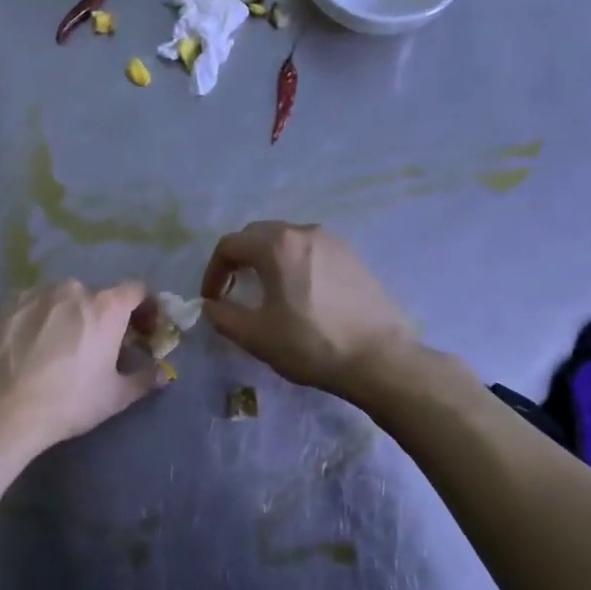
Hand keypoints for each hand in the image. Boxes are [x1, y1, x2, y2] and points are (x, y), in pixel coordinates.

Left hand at [0, 280, 164, 454]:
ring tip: (63, 345)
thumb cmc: (69, 402)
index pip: (137, 290)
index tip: (144, 329)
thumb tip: (164, 373)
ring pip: (65, 299)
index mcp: (106, 307)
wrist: (4, 410)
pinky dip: (43, 316)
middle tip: (101, 344)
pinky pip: (37, 303)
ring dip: (72, 314)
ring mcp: (38, 292)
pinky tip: (35, 343)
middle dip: (106, 316)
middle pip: (99, 296)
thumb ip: (145, 378)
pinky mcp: (10, 301)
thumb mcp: (115, 396)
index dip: (146, 307)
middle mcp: (74, 288)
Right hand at [199, 222, 416, 399]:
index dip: (213, 271)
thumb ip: (223, 316)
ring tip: (265, 289)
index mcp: (277, 245)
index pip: (230, 245)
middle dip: (239, 259)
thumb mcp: (256, 336)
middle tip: (233, 289)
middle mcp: (304, 232)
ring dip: (267, 258)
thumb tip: (211, 305)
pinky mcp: (353, 256)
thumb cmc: (311, 344)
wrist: (379, 358)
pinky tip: (299, 292)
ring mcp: (333, 241)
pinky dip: (293, 262)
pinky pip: (311, 250)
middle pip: (258, 234)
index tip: (211, 299)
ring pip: (286, 239)